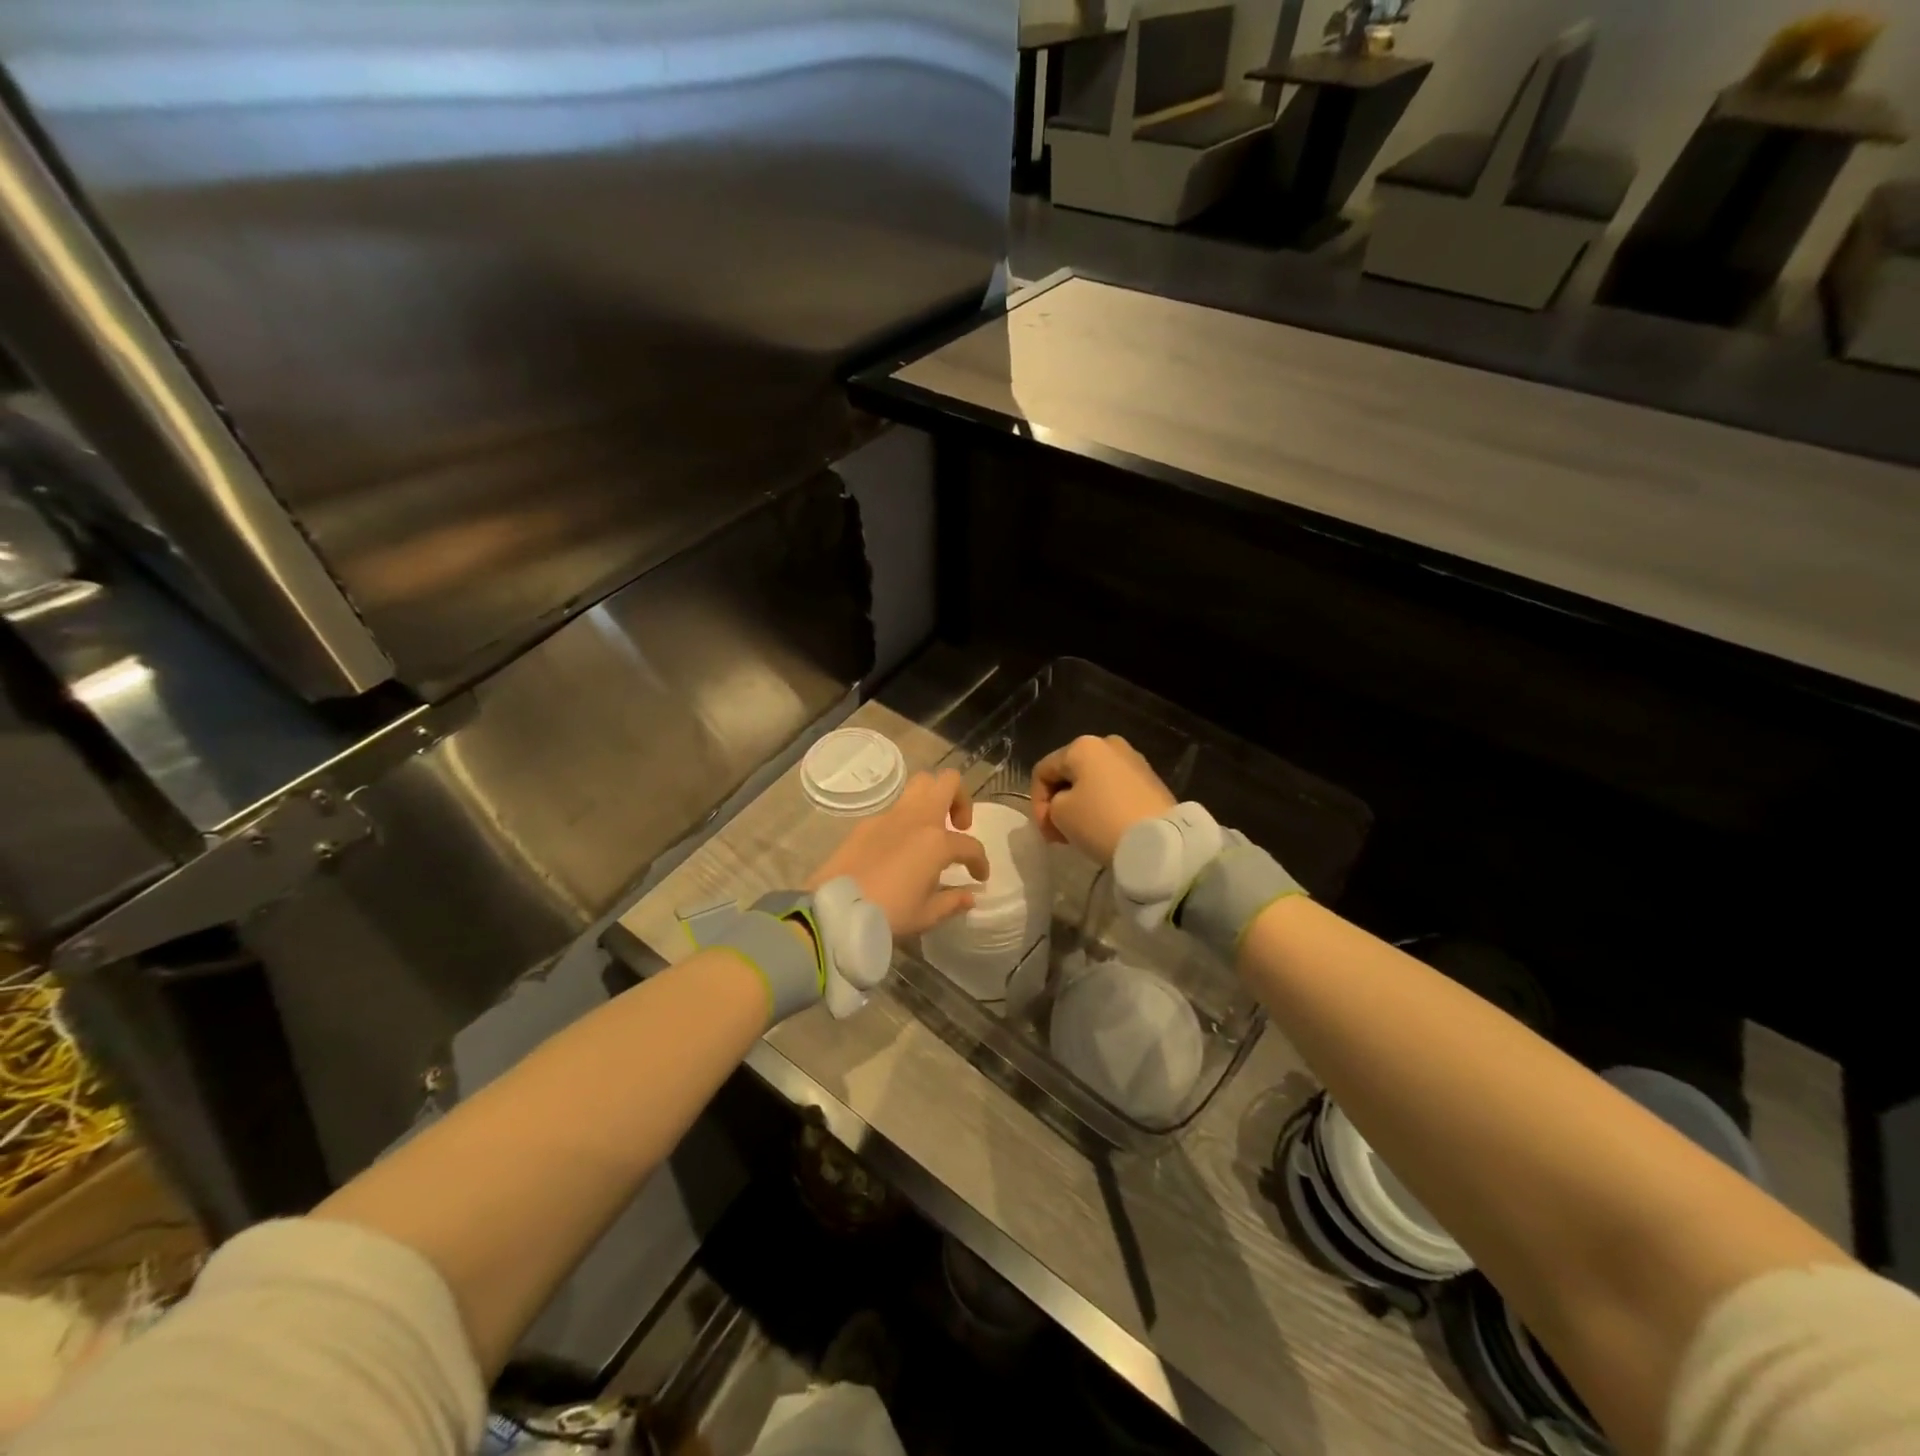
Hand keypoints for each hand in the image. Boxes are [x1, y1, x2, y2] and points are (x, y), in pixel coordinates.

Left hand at [807, 770, 989, 937]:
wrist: (836, 909)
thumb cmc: (888, 914)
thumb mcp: (925, 915)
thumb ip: (952, 902)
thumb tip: (969, 895)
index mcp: (936, 842)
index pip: (970, 845)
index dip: (980, 862)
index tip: (979, 877)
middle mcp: (916, 819)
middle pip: (947, 782)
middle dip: (960, 799)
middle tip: (958, 827)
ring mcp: (890, 816)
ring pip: (919, 784)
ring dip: (933, 799)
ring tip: (932, 830)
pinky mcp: (867, 823)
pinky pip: (895, 809)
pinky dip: (906, 819)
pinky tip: (901, 846)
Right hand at [1030, 735, 1175, 864]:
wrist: (1159, 842)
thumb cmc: (1101, 822)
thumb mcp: (1060, 814)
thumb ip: (1051, 805)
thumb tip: (1062, 806)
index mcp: (1083, 746)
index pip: (1043, 771)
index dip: (1036, 802)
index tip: (1045, 830)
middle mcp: (1109, 744)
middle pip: (1070, 773)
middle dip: (1059, 803)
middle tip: (1058, 833)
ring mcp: (1133, 760)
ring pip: (1093, 782)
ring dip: (1081, 805)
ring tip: (1081, 833)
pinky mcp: (1151, 780)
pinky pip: (1115, 790)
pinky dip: (1104, 806)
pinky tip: (1104, 828)